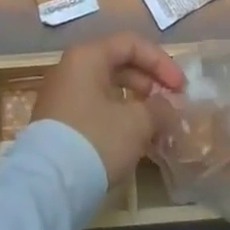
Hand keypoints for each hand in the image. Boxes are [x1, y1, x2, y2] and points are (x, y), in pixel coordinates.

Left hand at [33, 32, 186, 184]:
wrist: (47, 185)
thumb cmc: (96, 139)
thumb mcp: (136, 123)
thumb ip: (159, 108)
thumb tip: (170, 106)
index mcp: (87, 56)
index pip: (131, 44)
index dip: (161, 62)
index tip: (181, 88)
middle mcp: (71, 69)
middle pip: (118, 64)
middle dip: (150, 83)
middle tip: (171, 105)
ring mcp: (62, 96)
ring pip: (107, 89)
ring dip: (136, 103)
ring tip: (158, 124)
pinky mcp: (59, 122)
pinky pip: (96, 108)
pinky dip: (119, 117)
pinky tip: (135, 139)